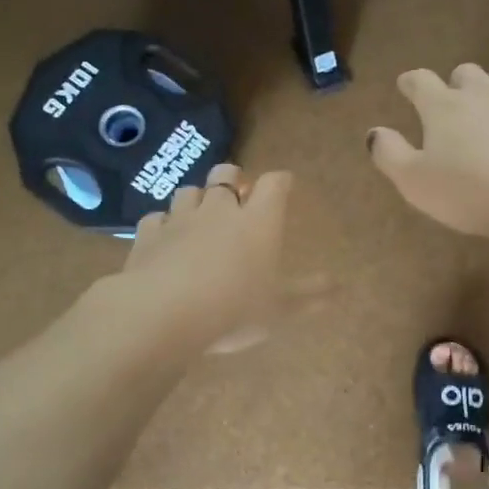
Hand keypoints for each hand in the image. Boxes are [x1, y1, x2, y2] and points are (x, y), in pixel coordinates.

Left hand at [120, 163, 296, 353]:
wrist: (163, 314)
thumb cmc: (233, 309)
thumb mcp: (280, 309)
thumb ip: (309, 295)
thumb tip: (340, 286)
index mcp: (258, 222)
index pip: (274, 184)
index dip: (280, 181)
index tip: (284, 185)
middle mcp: (219, 210)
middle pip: (225, 174)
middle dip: (232, 178)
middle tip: (237, 193)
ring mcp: (180, 219)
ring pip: (189, 191)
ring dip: (197, 198)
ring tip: (200, 214)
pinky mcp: (147, 235)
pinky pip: (155, 218)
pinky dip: (163, 223)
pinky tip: (164, 237)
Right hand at [369, 63, 488, 240]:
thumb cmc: (473, 192)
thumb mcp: (416, 183)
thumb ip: (390, 155)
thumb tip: (374, 132)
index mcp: (443, 107)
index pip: (420, 82)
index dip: (411, 82)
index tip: (407, 86)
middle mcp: (482, 91)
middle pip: (465, 72)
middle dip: (457, 84)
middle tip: (455, 103)